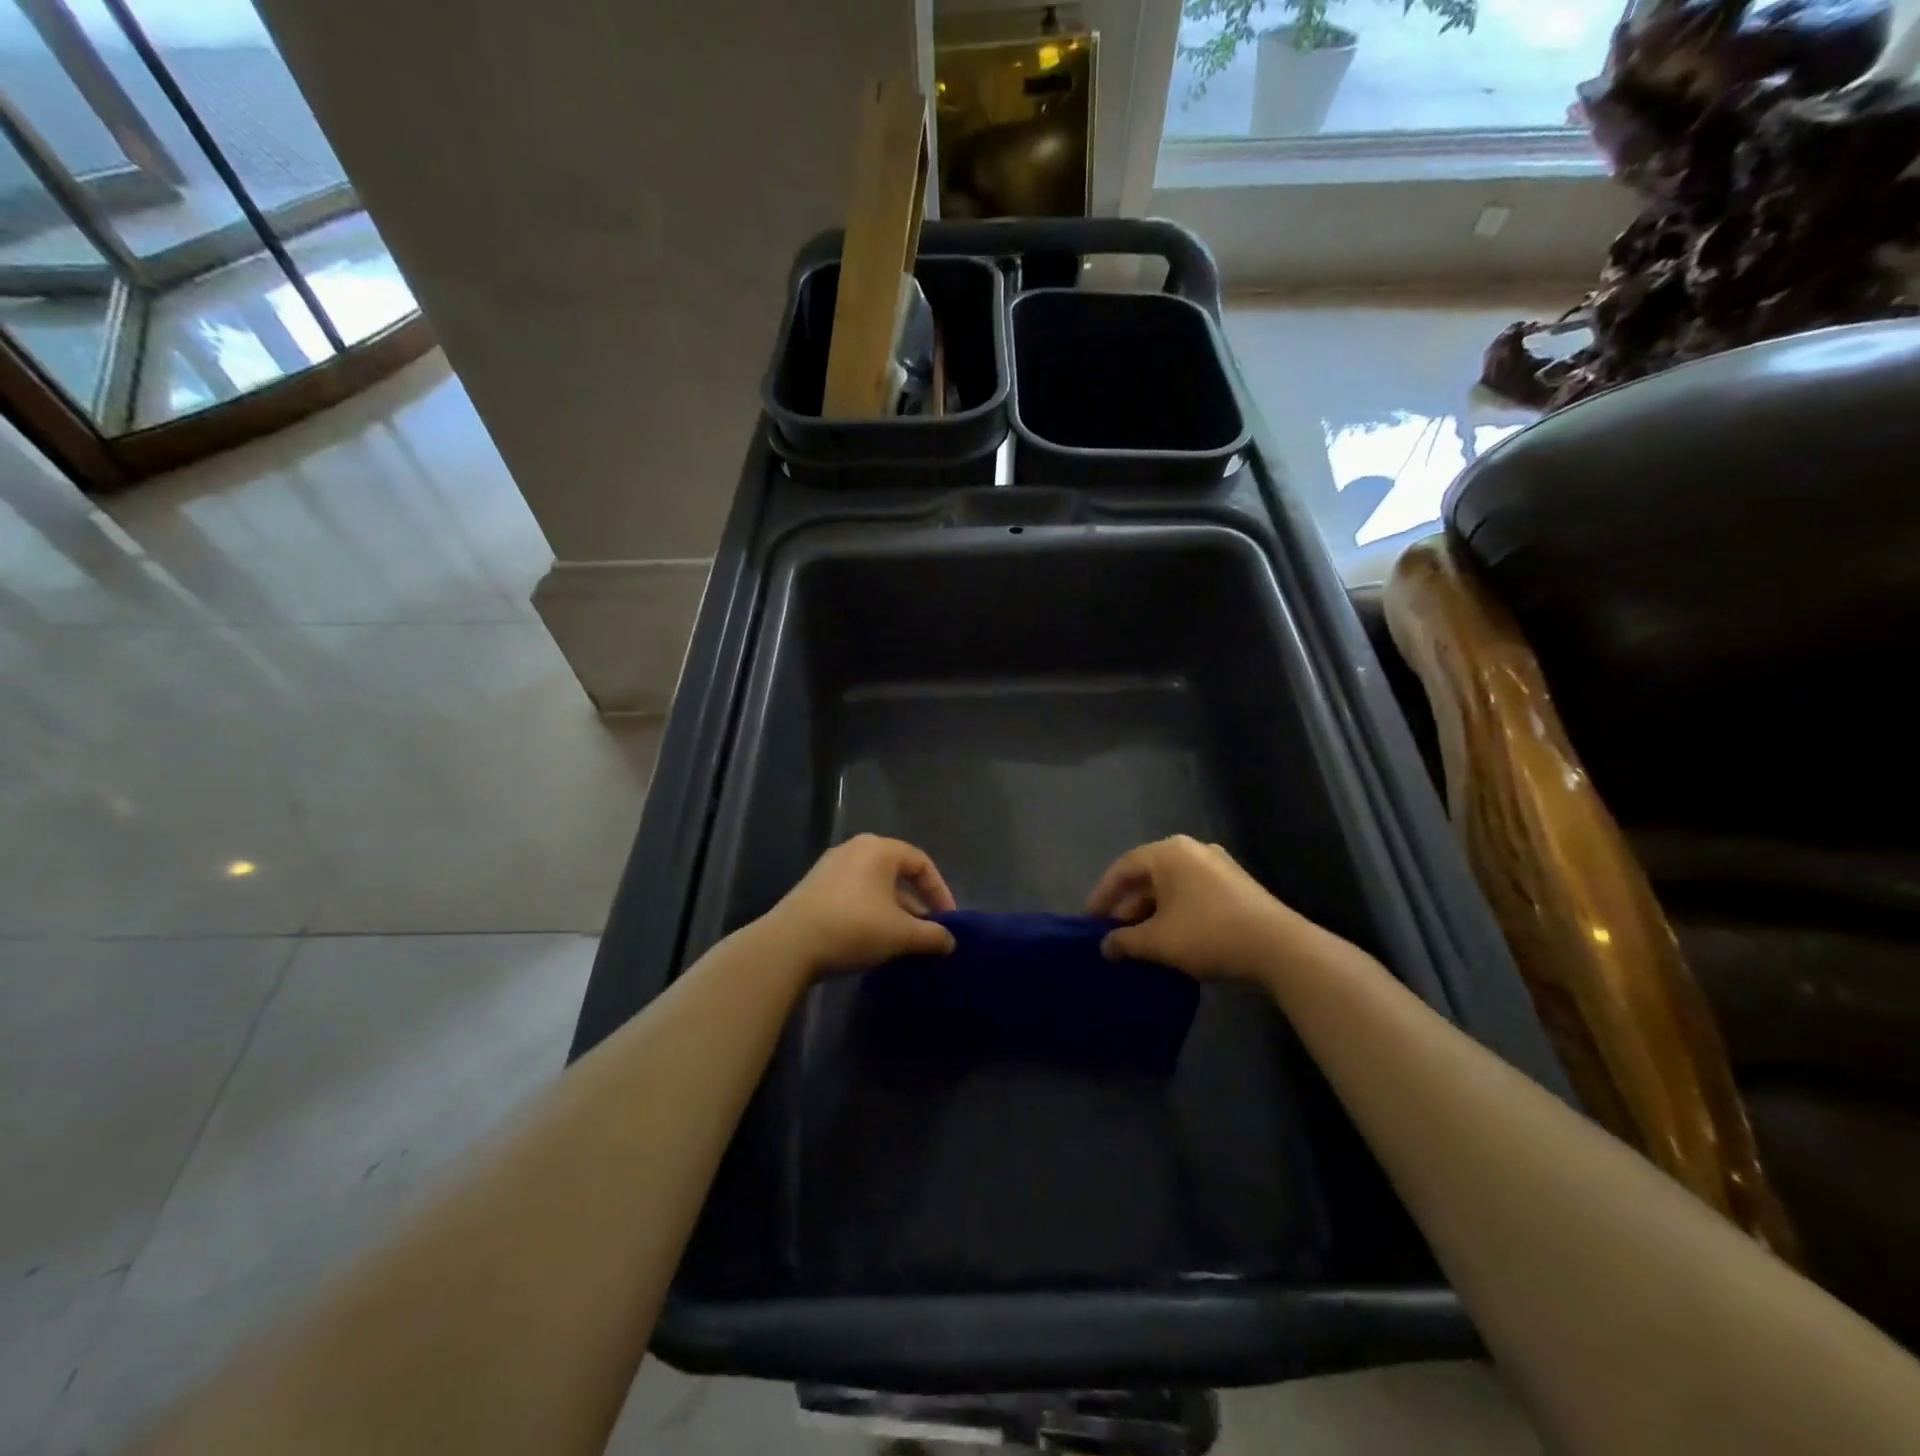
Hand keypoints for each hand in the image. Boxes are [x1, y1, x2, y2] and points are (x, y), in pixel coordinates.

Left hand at [761, 834, 957, 978]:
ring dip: (893, 912)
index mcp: (880, 849)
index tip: (948, 921)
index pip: (921, 863)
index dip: (940, 892)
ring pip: (875, 886)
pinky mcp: (814, 887)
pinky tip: (872, 940)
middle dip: (916, 905)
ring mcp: (831, 867)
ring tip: (902, 941)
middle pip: (897, 874)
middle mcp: (855, 849)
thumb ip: (931, 935)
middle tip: (927, 932)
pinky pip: (854, 894)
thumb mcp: (901, 934)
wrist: (789, 945)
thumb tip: (950, 941)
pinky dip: (870, 913)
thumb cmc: (854, 927)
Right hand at [1086, 835, 1325, 983]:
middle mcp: (1191, 849)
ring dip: (1151, 911)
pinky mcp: (1235, 884)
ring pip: (1171, 886)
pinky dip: (1175, 911)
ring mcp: (1217, 864)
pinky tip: (1171, 936)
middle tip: (1113, 933)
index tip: (1089, 920)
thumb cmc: (1208, 933)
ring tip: (1140, 940)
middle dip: (1128, 906)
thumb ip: (1125, 941)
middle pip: (1148, 876)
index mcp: (1168, 853)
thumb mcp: (1158, 941)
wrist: (1278, 946)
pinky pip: (1192, 892)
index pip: (1123, 869)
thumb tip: (1105, 946)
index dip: (1102, 895)